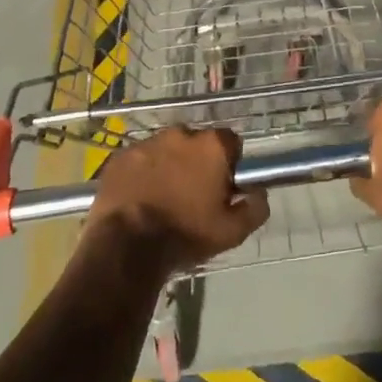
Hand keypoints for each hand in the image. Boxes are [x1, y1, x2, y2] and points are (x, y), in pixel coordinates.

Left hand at [87, 126, 269, 277]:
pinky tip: (138, 199)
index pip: (230, 142)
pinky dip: (141, 174)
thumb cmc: (185, 235)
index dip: (229, 163)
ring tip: (162, 198)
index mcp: (211, 146)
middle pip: (196, 144)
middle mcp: (181, 134)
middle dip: (197, 163)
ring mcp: (147, 143)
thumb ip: (254, 208)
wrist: (126, 247)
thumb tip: (260, 193)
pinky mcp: (120, 157)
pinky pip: (138, 160)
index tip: (223, 186)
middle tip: (192, 195)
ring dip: (168, 166)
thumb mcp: (231, 232)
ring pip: (165, 150)